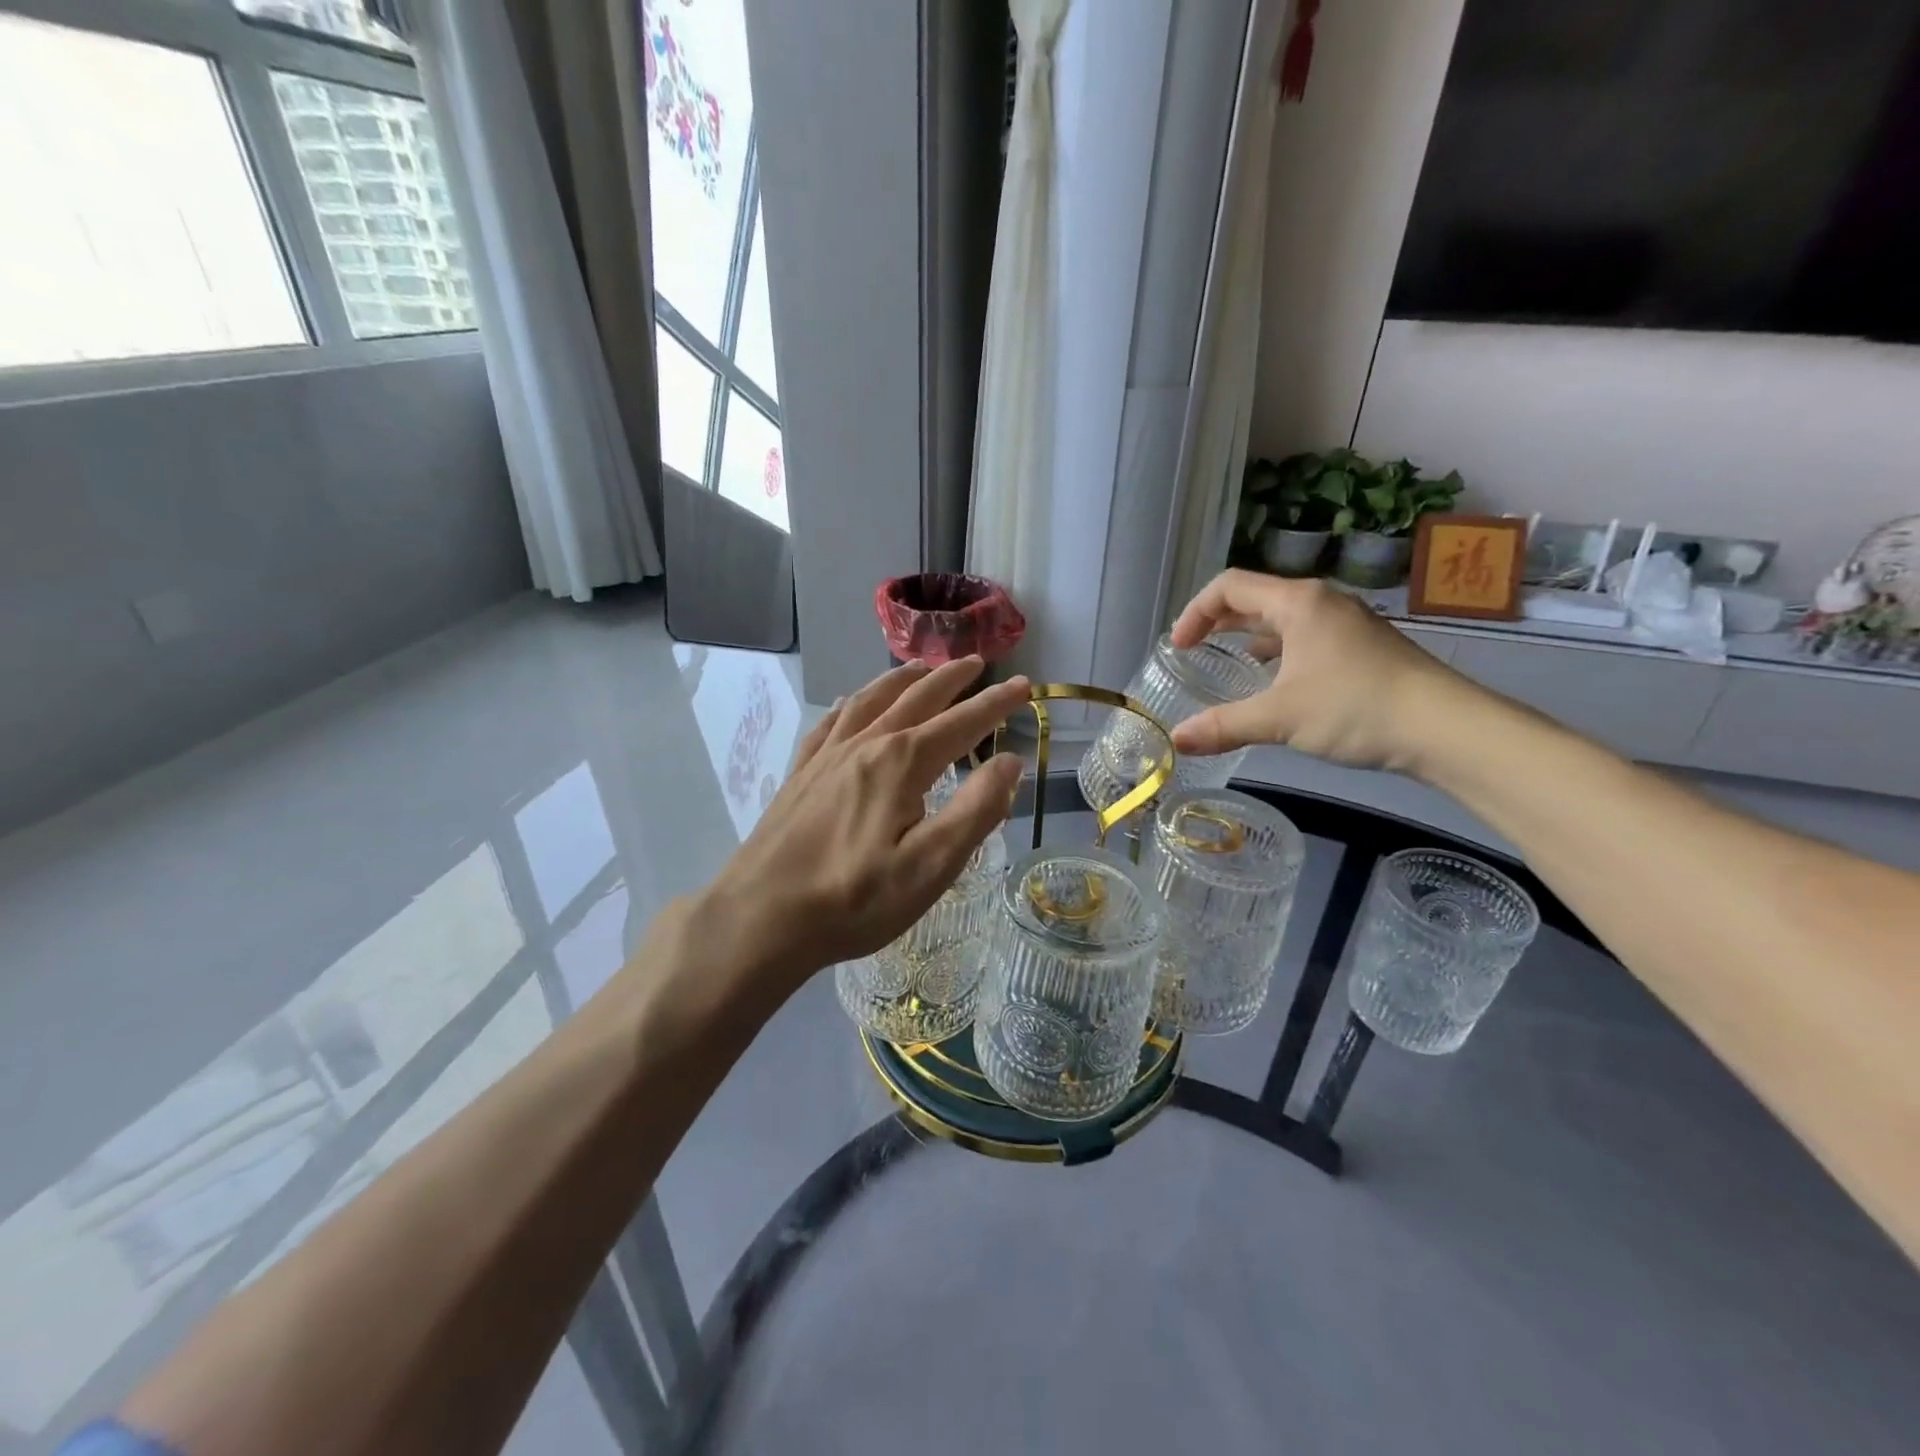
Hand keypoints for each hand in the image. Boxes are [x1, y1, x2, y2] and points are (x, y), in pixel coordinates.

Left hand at [697, 657, 1027, 999]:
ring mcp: (827, 756)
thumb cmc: (854, 898)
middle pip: (916, 698)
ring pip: (871, 700)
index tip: (1025, 685)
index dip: (996, 704)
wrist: (762, 917)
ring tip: (921, 668)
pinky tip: (848, 703)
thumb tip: (1010, 762)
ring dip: (902, 680)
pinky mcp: (801, 774)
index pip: (962, 723)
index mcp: (902, 763)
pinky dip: (850, 704)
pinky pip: (830, 722)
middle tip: (977, 662)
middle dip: (951, 678)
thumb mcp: (931, 866)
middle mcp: (866, 745)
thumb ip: (976, 810)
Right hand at [1168, 570, 1463, 773]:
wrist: (1445, 727)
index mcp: (1297, 603)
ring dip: (1247, 637)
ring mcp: (1345, 623)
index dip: (1195, 612)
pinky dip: (1277, 652)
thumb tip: (1177, 740)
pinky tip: (1273, 682)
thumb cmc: (1356, 708)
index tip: (1179, 647)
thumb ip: (1224, 726)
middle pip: (1254, 598)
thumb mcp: (1280, 718)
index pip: (1229, 586)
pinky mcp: (1360, 646)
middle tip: (1192, 652)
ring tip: (1225, 665)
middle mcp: (1320, 602)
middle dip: (1217, 622)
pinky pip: (1303, 637)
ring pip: (1281, 619)